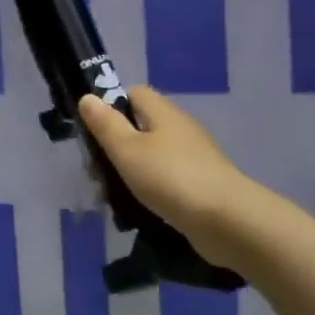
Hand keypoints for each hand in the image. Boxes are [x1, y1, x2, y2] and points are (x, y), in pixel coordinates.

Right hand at [78, 86, 254, 263]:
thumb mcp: (127, 150)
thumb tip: (88, 97)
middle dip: (116, 146)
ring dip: (130, 171)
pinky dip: (150, 189)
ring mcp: (193, 157)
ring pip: (151, 155)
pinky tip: (138, 208)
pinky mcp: (200, 183)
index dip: (111, 106)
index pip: (134, 93)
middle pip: (141, 126)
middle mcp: (180, 129)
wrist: (226, 220)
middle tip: (97, 172)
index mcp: (163, 113)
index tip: (94, 131)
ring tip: (112, 195)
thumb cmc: (171, 178)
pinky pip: (165, 178)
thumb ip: (106, 124)